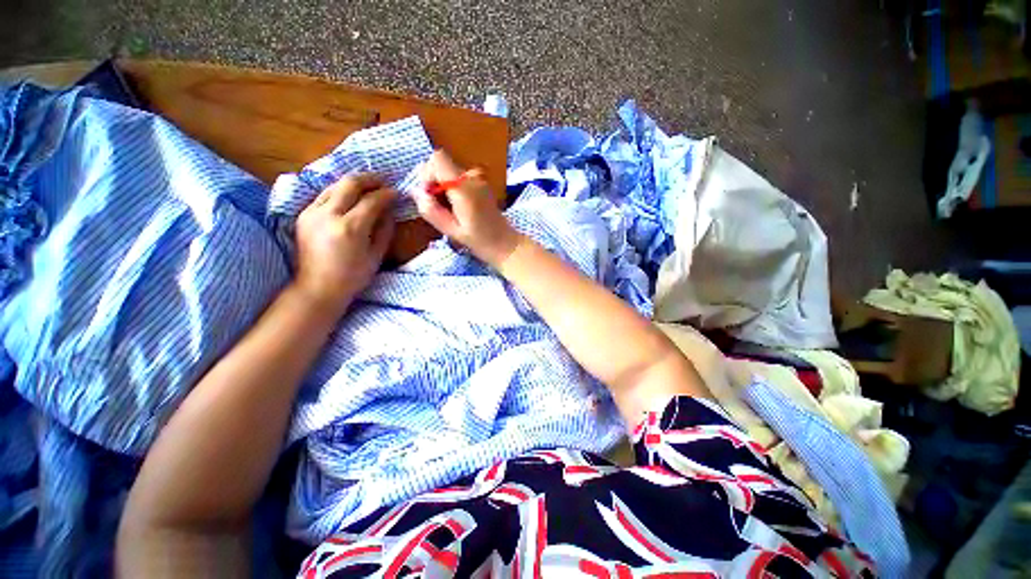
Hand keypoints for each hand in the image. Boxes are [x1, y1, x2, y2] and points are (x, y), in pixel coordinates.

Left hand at [293, 174, 395, 316]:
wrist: (317, 288)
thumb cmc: (353, 276)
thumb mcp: (376, 255)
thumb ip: (384, 229)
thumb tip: (389, 210)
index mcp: (350, 228)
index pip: (372, 200)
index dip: (386, 194)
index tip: (396, 193)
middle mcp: (328, 215)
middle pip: (350, 183)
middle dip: (369, 179)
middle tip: (383, 181)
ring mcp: (312, 213)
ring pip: (334, 185)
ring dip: (353, 183)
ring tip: (368, 187)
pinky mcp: (303, 215)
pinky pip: (324, 195)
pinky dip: (339, 192)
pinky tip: (349, 197)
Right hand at [415, 150, 523, 267]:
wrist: (505, 243)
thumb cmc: (480, 241)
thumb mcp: (452, 231)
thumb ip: (432, 211)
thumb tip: (417, 193)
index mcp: (464, 187)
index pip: (437, 159)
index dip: (427, 174)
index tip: (429, 195)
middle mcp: (472, 177)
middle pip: (442, 164)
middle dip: (433, 181)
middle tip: (437, 205)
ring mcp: (479, 179)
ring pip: (450, 171)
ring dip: (442, 186)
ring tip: (449, 209)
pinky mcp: (481, 184)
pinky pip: (459, 177)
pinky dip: (452, 187)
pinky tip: (458, 206)